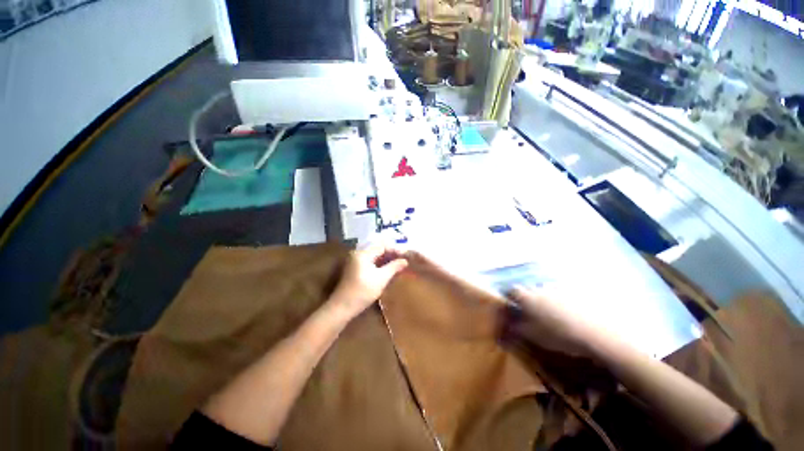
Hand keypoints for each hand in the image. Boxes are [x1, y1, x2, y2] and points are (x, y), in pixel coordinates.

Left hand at [330, 246, 408, 315]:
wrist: (342, 307)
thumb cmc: (362, 292)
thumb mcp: (381, 279)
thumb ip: (394, 267)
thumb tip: (405, 261)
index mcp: (363, 253)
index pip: (382, 246)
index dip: (395, 249)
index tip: (406, 256)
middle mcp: (358, 253)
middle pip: (378, 249)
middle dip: (391, 253)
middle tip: (403, 259)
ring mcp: (355, 261)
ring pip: (374, 255)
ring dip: (386, 258)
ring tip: (398, 263)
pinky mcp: (355, 268)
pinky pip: (370, 261)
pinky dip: (380, 263)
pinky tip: (388, 268)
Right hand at [505, 287, 603, 357]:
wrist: (595, 331)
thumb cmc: (557, 334)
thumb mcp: (531, 335)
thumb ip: (514, 330)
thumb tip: (500, 330)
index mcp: (526, 297)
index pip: (511, 291)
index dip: (508, 297)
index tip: (509, 304)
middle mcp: (539, 289)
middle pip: (528, 290)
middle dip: (526, 298)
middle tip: (529, 311)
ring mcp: (558, 290)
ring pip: (545, 291)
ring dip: (543, 299)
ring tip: (549, 314)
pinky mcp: (574, 294)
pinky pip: (562, 294)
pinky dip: (560, 301)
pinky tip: (567, 313)